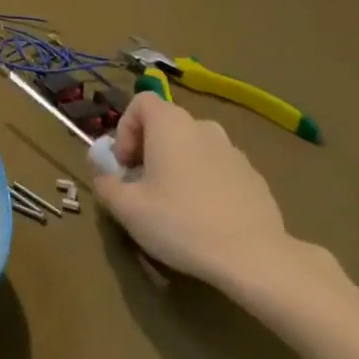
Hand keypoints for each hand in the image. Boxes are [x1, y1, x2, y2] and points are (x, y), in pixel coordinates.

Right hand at [92, 93, 295, 284]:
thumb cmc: (180, 223)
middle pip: (167, 125)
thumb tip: (103, 175)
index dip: (125, 128)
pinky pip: (218, 168)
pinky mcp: (254, 176)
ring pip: (194, 147)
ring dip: (177, 165)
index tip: (125, 164)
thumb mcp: (127, 208)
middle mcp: (203, 127)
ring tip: (174, 204)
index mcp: (171, 125)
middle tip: (143, 187)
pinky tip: (205, 217)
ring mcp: (233, 151)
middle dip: (149, 150)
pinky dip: (205, 181)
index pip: (141, 102)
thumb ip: (106, 184)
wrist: (254, 256)